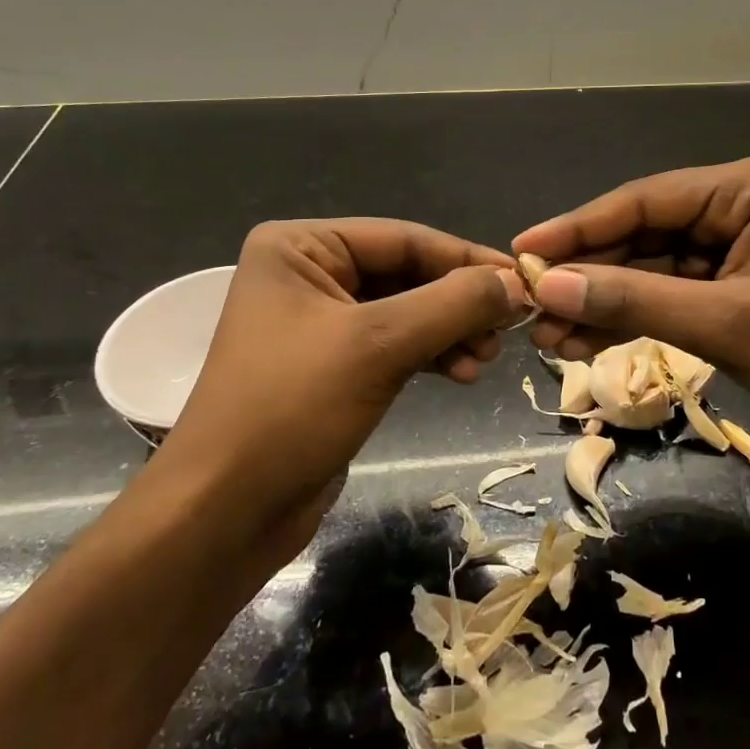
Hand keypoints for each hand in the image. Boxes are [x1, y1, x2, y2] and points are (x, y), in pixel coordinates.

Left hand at [153, 219, 527, 558]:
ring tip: (488, 359)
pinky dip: (431, 355)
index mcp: (299, 246)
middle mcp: (307, 273)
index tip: (523, 281)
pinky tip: (464, 375)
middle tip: (509, 327)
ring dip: (450, 331)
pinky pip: (394, 345)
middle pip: (405, 273)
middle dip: (457, 302)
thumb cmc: (292, 408)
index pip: (401, 238)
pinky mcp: (332, 365)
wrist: (226, 510)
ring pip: (405, 311)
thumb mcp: (379, 345)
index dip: (465, 258)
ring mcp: (319, 321)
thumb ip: (452, 304)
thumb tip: (516, 283)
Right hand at [513, 155, 749, 451]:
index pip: (644, 200)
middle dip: (586, 273)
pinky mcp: (725, 284)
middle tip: (526, 299)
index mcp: (746, 188)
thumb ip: (632, 300)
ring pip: (646, 267)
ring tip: (545, 332)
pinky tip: (581, 338)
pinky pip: (664, 293)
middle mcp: (734, 205)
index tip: (523, 249)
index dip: (578, 227)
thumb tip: (546, 286)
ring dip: (599, 300)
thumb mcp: (724, 324)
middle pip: (639, 233)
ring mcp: (729, 246)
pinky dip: (627, 316)